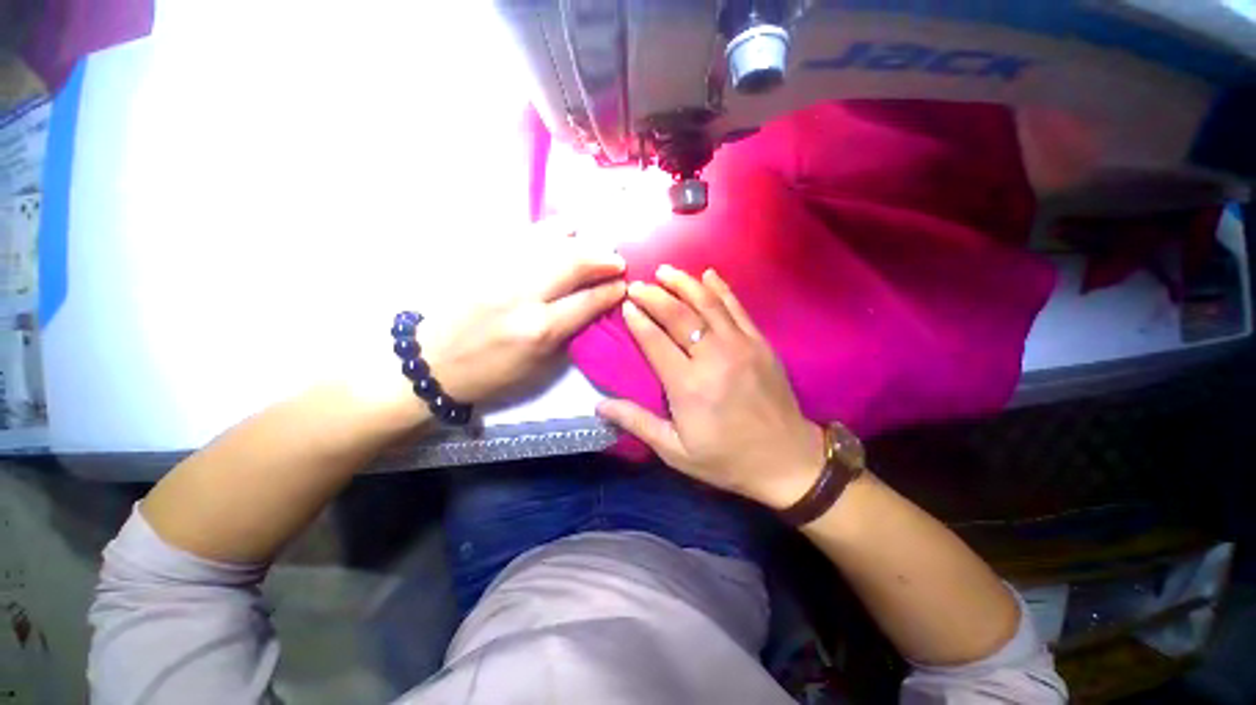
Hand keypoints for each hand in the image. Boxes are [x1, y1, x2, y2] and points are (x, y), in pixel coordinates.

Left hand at [423, 221, 625, 404]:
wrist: (432, 362)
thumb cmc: (491, 373)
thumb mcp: (539, 366)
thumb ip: (568, 333)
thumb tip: (591, 307)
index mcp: (540, 330)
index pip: (587, 301)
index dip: (610, 290)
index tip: (623, 284)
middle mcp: (523, 295)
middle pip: (572, 263)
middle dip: (601, 258)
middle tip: (616, 259)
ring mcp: (500, 272)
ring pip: (549, 242)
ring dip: (579, 239)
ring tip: (595, 241)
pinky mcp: (482, 260)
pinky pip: (522, 235)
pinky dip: (548, 230)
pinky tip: (564, 228)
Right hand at [596, 266, 824, 508]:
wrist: (786, 460)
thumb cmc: (726, 458)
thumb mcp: (675, 451)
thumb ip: (637, 423)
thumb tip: (599, 405)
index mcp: (688, 386)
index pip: (656, 341)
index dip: (638, 320)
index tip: (626, 304)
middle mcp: (713, 358)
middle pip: (679, 316)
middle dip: (655, 296)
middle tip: (637, 284)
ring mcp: (741, 346)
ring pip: (708, 304)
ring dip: (684, 283)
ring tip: (665, 270)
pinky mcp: (760, 343)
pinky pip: (737, 307)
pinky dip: (721, 288)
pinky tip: (708, 274)